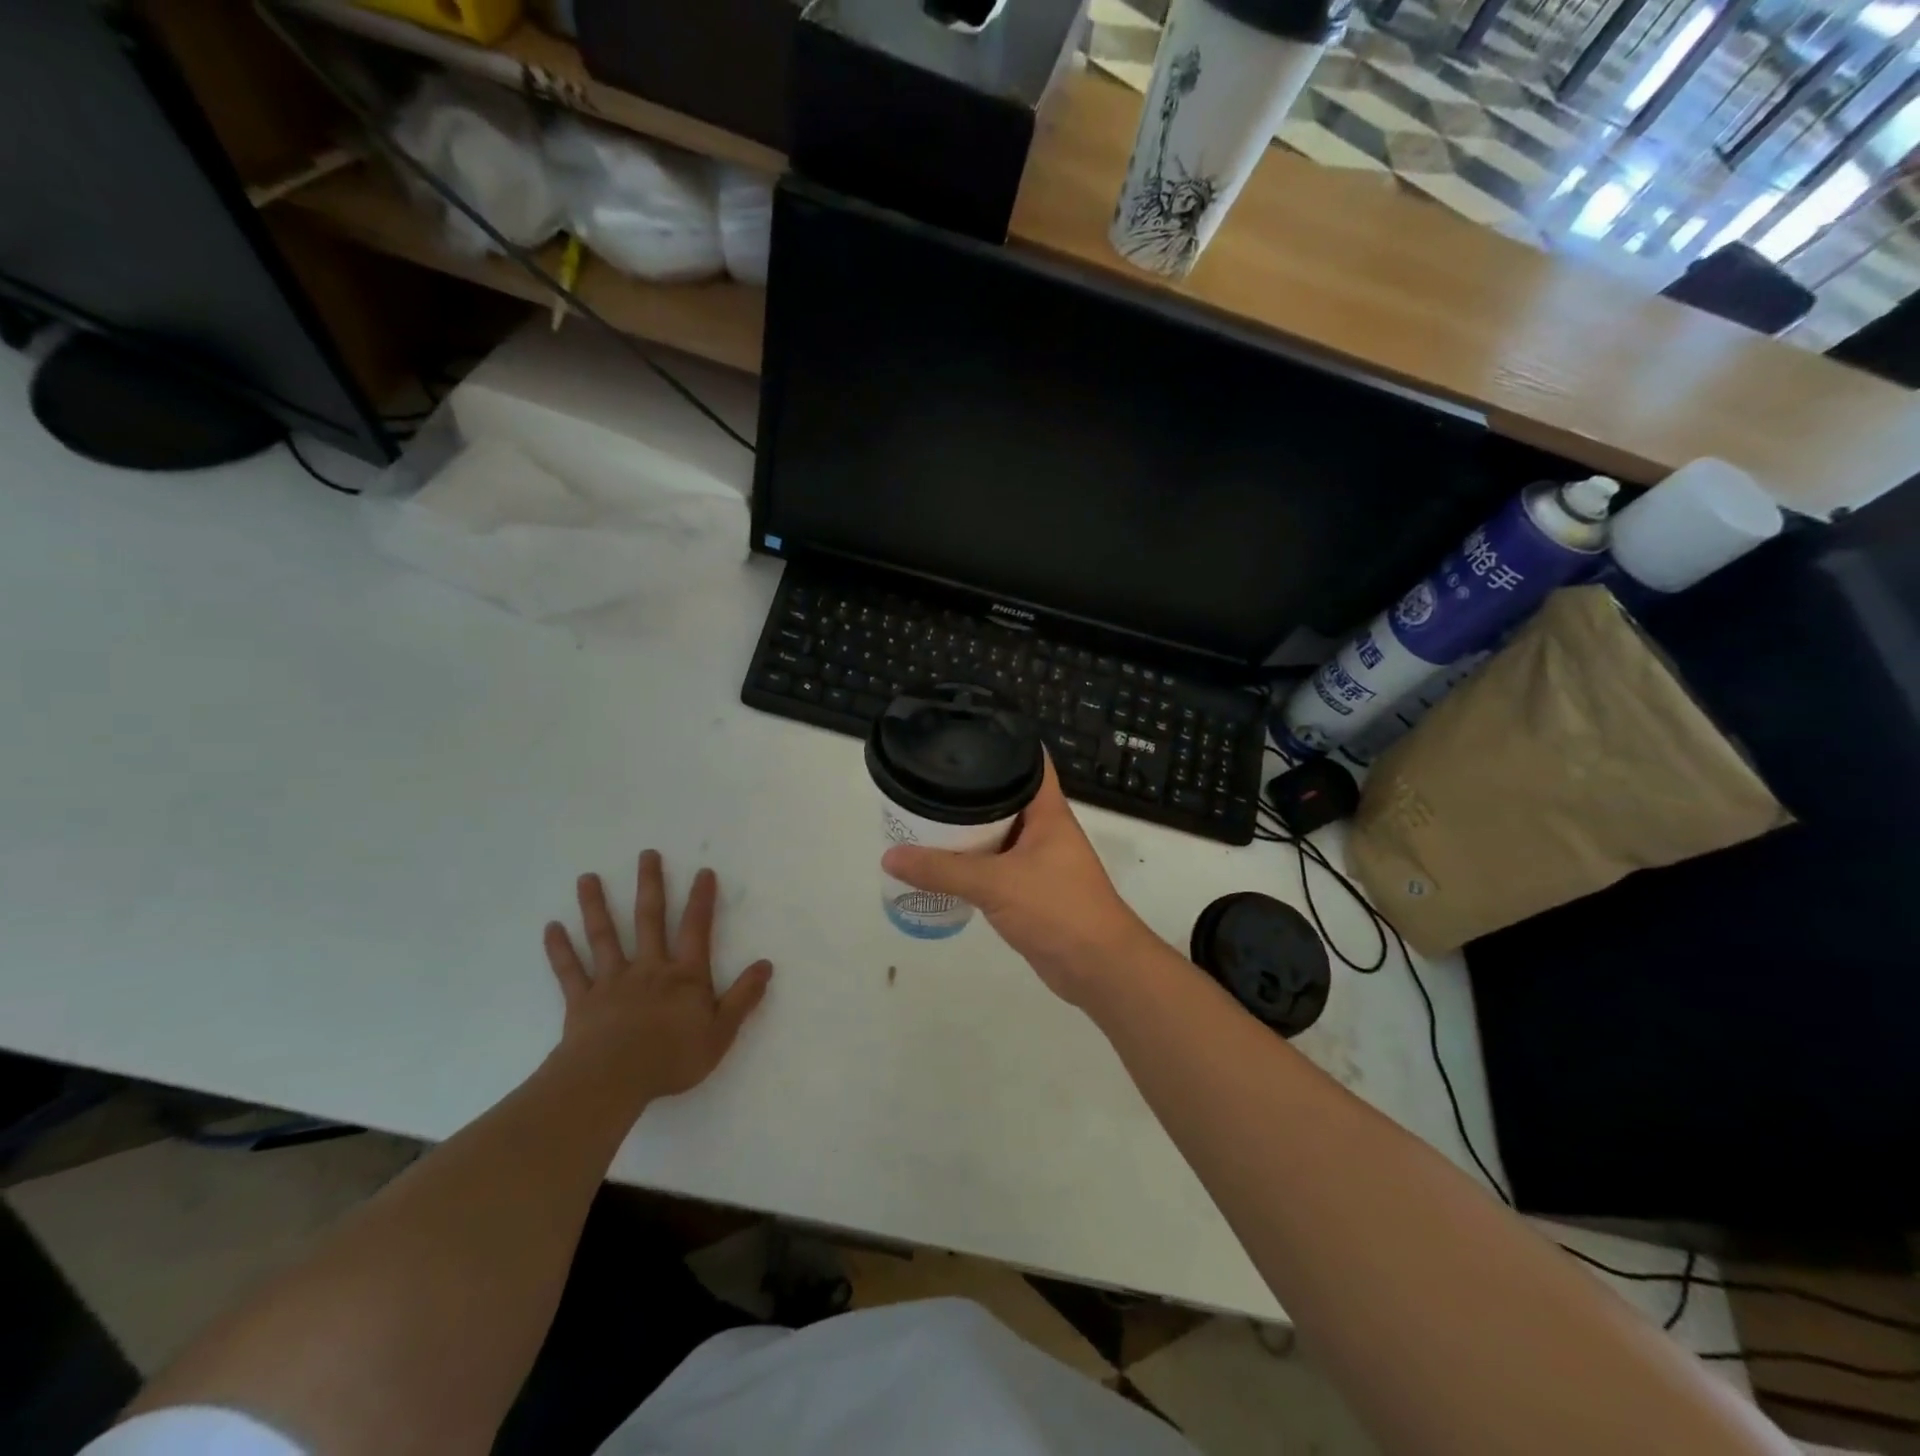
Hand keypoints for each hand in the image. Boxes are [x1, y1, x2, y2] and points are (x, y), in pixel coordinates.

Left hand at [543, 851, 772, 1104]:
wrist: (611, 1081)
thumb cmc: (671, 1058)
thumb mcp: (720, 1033)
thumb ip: (743, 998)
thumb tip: (766, 965)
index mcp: (684, 976)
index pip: (696, 929)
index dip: (701, 900)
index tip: (703, 872)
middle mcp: (649, 969)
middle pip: (649, 920)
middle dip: (650, 885)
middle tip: (646, 855)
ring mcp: (612, 982)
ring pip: (604, 937)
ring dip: (595, 906)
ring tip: (586, 878)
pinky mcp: (582, 1001)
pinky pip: (570, 971)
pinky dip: (559, 949)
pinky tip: (551, 928)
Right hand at [881, 756, 1152, 1005]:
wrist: (1098, 968)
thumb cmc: (1057, 909)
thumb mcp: (995, 883)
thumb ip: (942, 870)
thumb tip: (889, 856)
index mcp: (1048, 811)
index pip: (1028, 761)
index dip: (1000, 742)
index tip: (962, 734)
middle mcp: (1044, 829)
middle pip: (1005, 796)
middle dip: (969, 791)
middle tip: (926, 780)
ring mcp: (1038, 860)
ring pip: (998, 834)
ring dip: (968, 830)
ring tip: (924, 816)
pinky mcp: (1030, 889)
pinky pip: (996, 865)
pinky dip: (972, 862)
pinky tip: (941, 863)